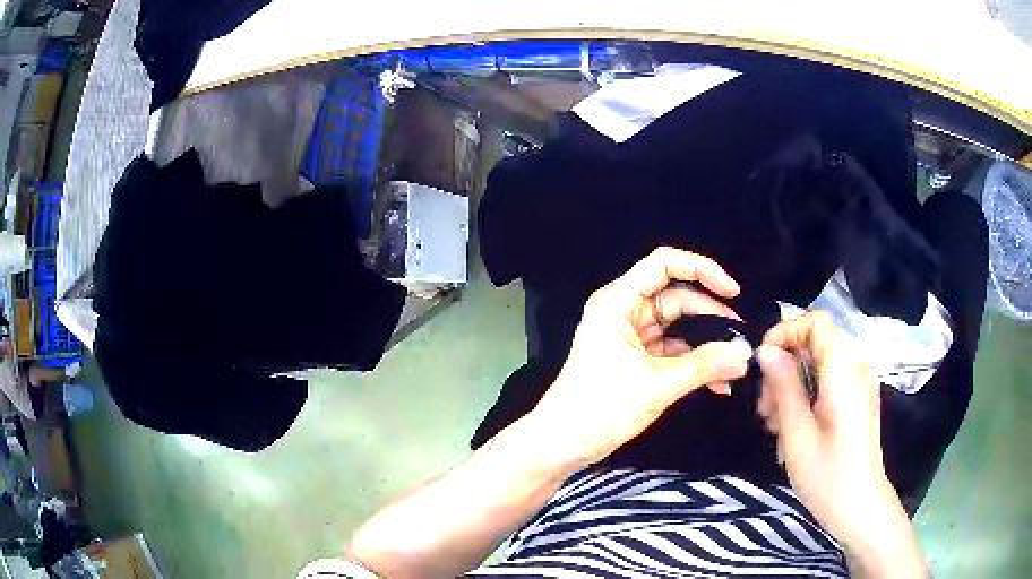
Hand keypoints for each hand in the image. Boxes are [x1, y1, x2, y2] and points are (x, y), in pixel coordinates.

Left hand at [530, 247, 752, 469]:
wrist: (563, 444)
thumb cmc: (600, 408)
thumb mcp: (656, 385)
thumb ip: (704, 366)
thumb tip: (745, 354)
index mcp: (619, 302)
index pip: (663, 264)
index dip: (701, 269)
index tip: (732, 291)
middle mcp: (625, 311)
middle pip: (676, 297)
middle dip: (711, 314)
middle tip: (741, 337)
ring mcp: (631, 336)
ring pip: (678, 326)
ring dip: (706, 343)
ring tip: (735, 362)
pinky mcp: (636, 359)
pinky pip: (673, 351)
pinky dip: (694, 363)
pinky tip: (719, 383)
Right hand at [757, 312, 924, 576]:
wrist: (860, 507)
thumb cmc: (827, 474)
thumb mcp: (797, 433)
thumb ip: (784, 386)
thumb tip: (766, 350)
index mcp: (843, 370)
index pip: (816, 322)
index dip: (787, 332)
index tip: (763, 364)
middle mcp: (855, 369)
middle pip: (814, 345)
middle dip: (784, 369)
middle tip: (765, 410)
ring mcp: (858, 386)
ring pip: (818, 367)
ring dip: (792, 388)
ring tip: (775, 426)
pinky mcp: (857, 402)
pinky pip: (828, 384)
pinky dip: (806, 398)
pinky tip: (793, 431)